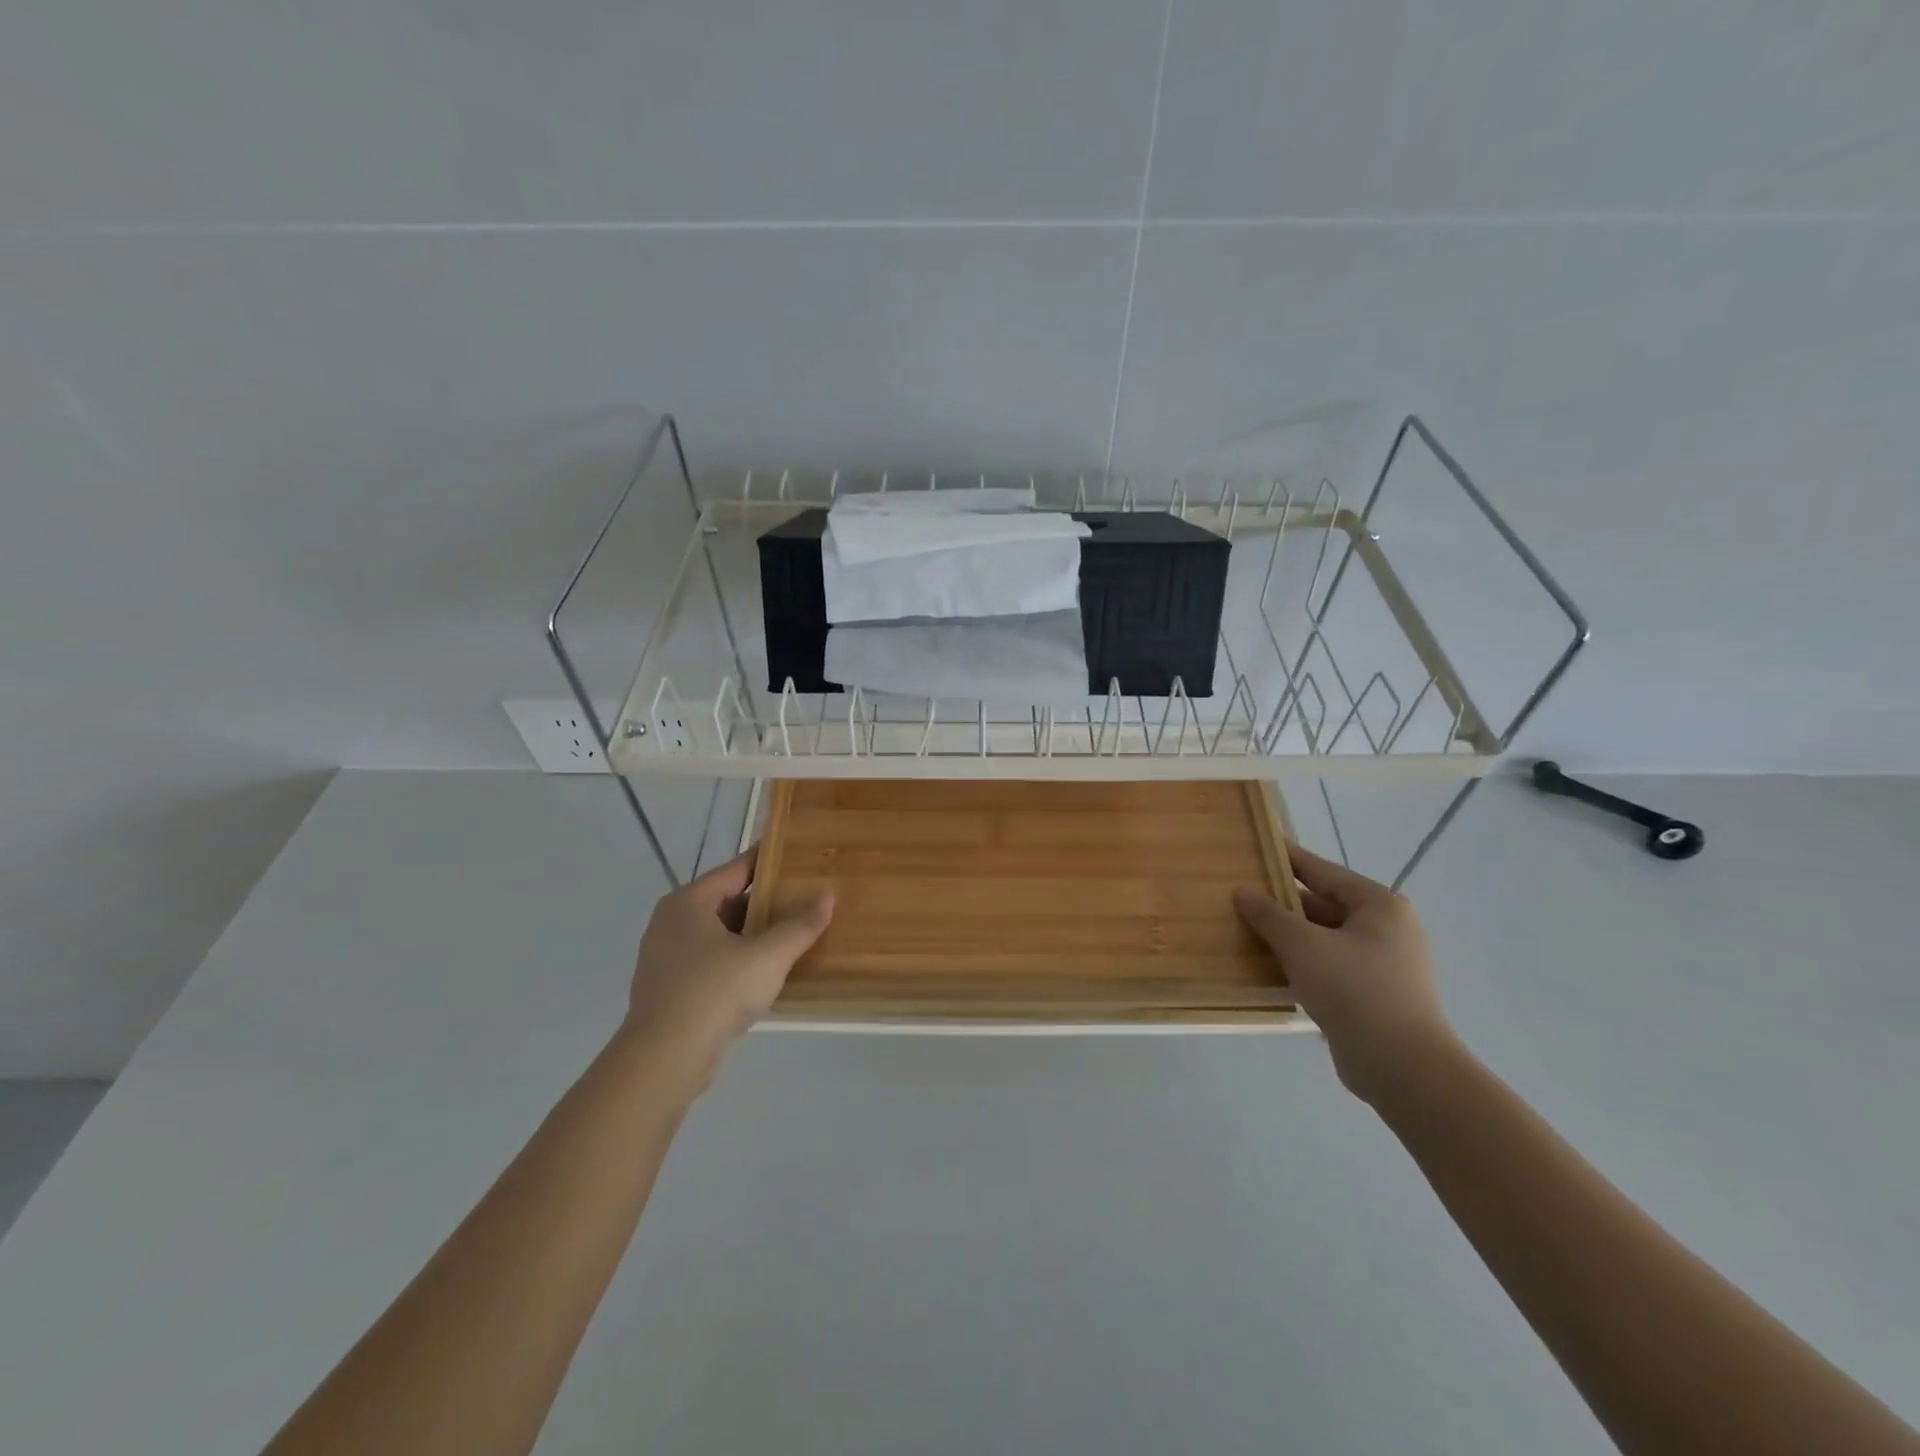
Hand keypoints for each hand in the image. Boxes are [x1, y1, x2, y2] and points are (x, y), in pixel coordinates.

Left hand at [623, 846, 832, 1094]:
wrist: (664, 1060)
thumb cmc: (715, 993)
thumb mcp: (768, 956)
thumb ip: (800, 926)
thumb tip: (828, 896)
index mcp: (689, 902)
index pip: (737, 869)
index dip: (770, 862)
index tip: (800, 857)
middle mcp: (672, 922)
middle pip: (728, 901)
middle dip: (766, 902)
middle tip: (806, 899)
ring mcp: (666, 957)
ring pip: (720, 935)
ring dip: (753, 935)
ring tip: (794, 935)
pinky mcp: (670, 988)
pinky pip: (711, 962)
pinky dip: (738, 960)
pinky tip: (766, 973)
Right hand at [1234, 843, 1457, 1103]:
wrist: (1403, 1067)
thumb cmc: (1354, 990)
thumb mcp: (1302, 945)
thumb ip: (1270, 915)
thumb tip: (1243, 891)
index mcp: (1378, 905)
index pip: (1322, 871)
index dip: (1286, 859)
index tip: (1256, 847)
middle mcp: (1386, 928)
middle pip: (1324, 904)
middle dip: (1283, 903)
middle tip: (1240, 895)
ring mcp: (1383, 964)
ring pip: (1325, 938)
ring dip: (1289, 936)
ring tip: (1245, 929)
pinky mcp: (1375, 995)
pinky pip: (1330, 966)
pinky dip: (1302, 963)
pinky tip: (1269, 967)